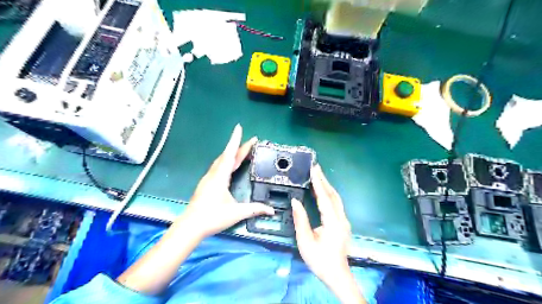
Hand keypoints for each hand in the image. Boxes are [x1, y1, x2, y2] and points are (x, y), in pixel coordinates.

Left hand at [181, 125, 274, 238]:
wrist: (190, 227)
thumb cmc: (212, 217)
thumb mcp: (236, 213)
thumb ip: (255, 209)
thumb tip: (271, 211)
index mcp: (220, 177)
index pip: (229, 154)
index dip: (235, 140)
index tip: (239, 127)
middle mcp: (213, 174)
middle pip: (227, 156)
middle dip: (240, 147)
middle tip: (252, 141)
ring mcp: (208, 179)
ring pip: (221, 161)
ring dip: (232, 154)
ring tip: (243, 150)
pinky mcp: (206, 184)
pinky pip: (218, 167)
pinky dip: (227, 161)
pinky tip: (230, 165)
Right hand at [292, 167, 363, 303]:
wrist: (337, 275)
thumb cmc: (320, 260)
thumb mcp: (305, 241)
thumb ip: (300, 220)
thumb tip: (295, 201)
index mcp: (332, 222)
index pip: (324, 197)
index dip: (318, 182)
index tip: (313, 169)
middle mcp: (341, 218)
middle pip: (333, 194)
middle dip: (324, 180)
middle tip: (315, 167)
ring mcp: (344, 220)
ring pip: (336, 198)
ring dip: (327, 186)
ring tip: (317, 175)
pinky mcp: (343, 223)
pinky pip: (336, 204)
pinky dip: (328, 194)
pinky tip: (322, 191)